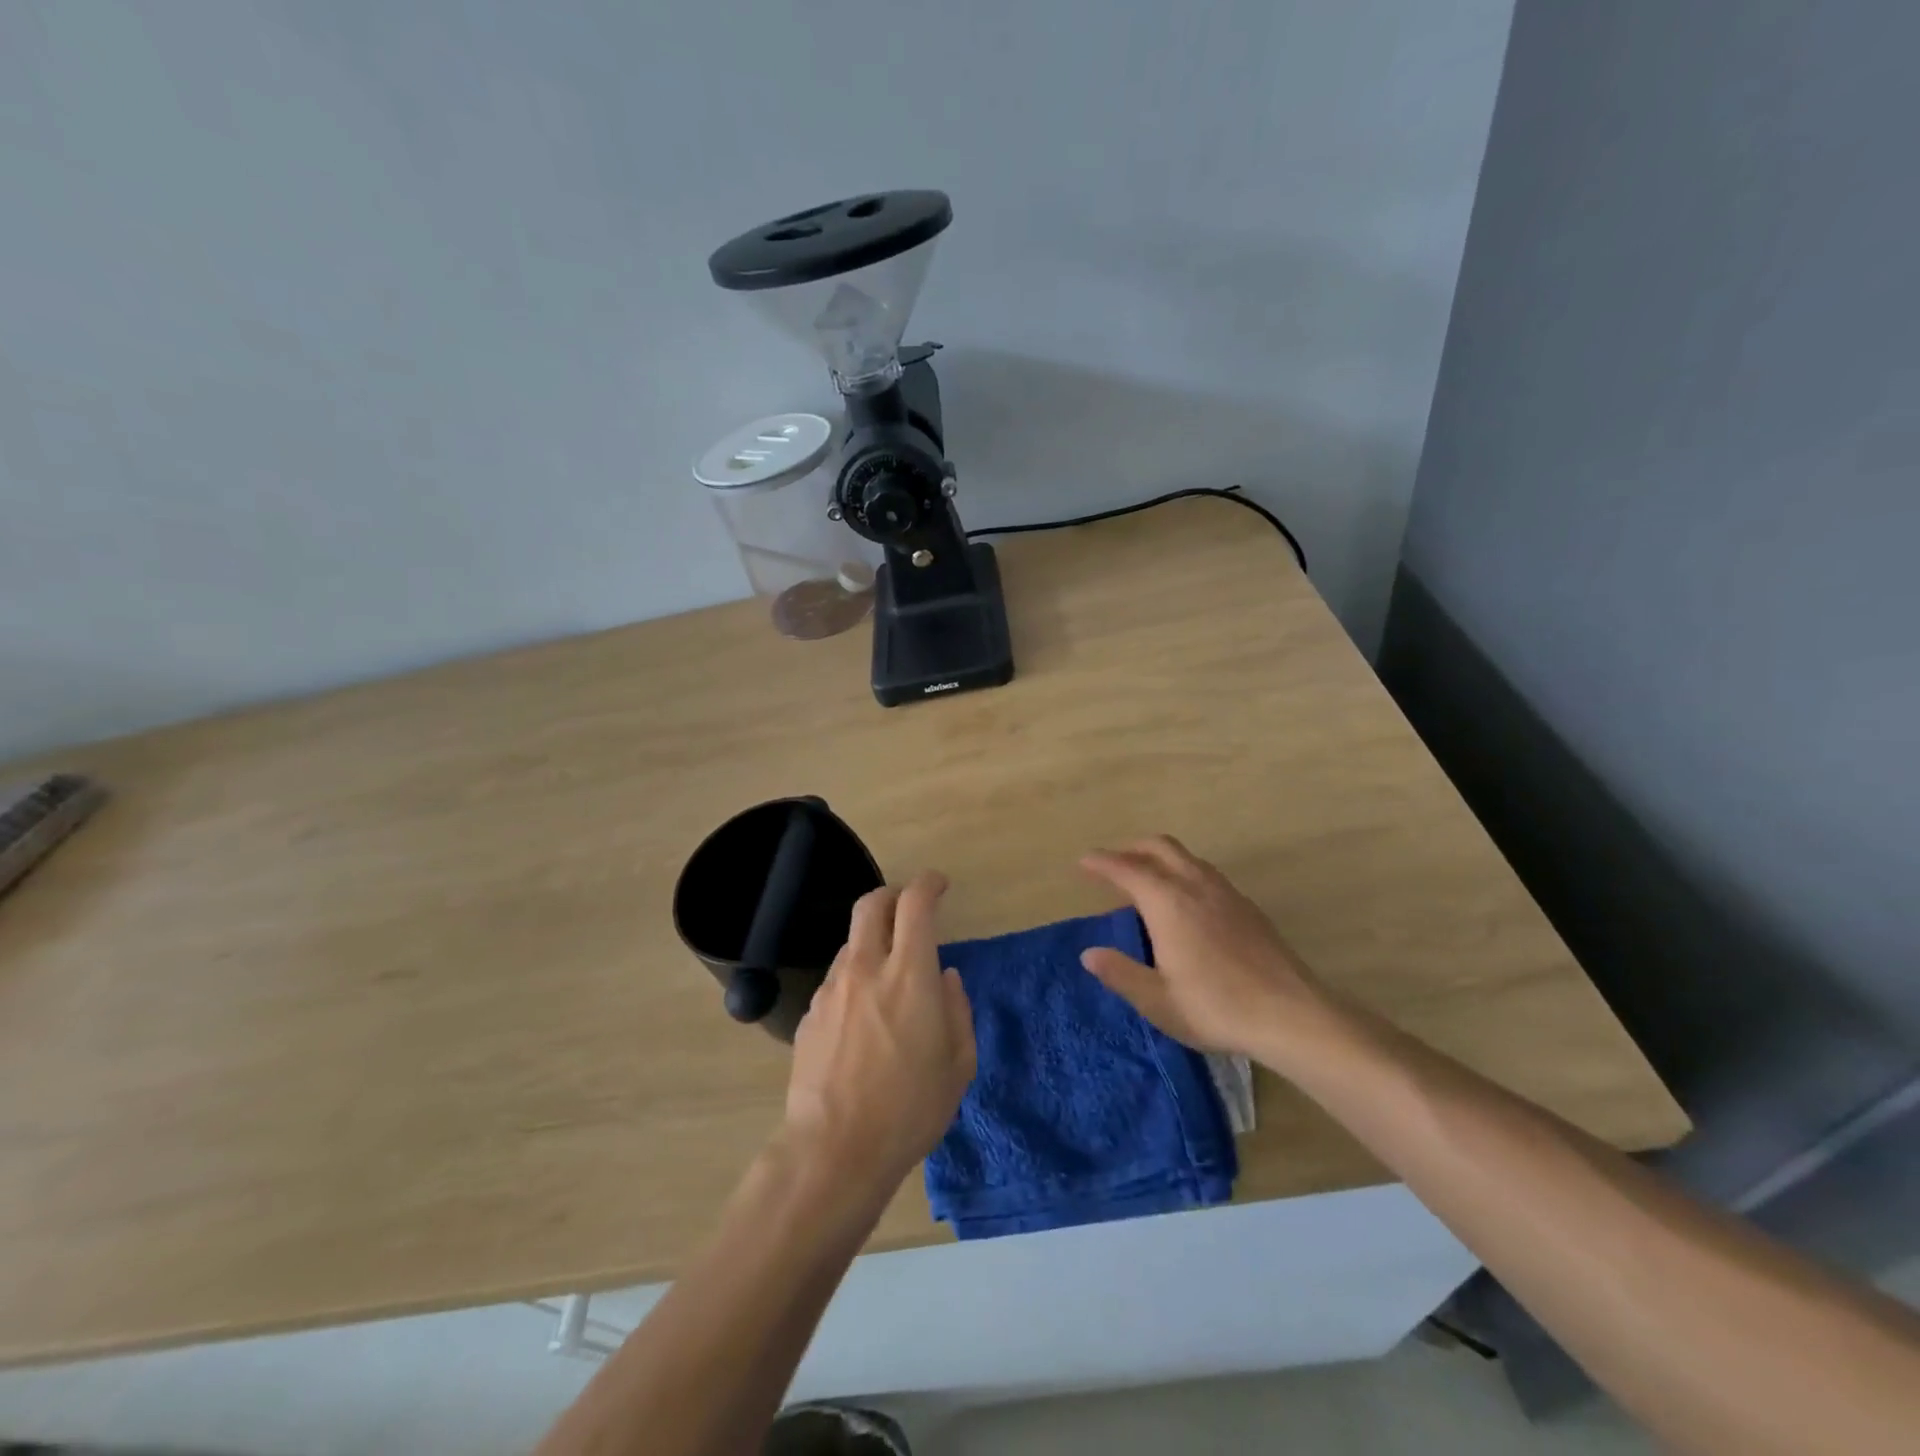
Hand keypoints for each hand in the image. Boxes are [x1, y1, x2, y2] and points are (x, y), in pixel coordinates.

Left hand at [783, 872, 976, 1199]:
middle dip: (892, 893)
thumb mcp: (958, 1064)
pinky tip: (863, 1015)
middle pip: (871, 904)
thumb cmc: (910, 1109)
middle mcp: (867, 968)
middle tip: (909, 906)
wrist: (834, 1150)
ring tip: (888, 973)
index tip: (939, 885)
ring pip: (851, 942)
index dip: (928, 883)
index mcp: (909, 975)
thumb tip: (944, 977)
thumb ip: (957, 1009)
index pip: (915, 904)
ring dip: (872, 941)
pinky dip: (855, 978)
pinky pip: (836, 979)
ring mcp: (832, 989)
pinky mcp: (809, 1014)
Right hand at [1079, 836, 1326, 1058]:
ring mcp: (1225, 892)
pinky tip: (1184, 902)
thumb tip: (1089, 954)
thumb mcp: (1158, 1000)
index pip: (1126, 869)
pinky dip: (1182, 872)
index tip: (1083, 862)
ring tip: (1145, 880)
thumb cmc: (1216, 1007)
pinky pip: (1204, 872)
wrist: (1291, 1015)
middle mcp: (1195, 885)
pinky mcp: (1246, 906)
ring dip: (1158, 858)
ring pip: (1185, 856)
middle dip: (1130, 849)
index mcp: (1168, 902)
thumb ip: (1121, 973)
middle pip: (1158, 847)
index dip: (1102, 863)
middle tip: (1111, 864)